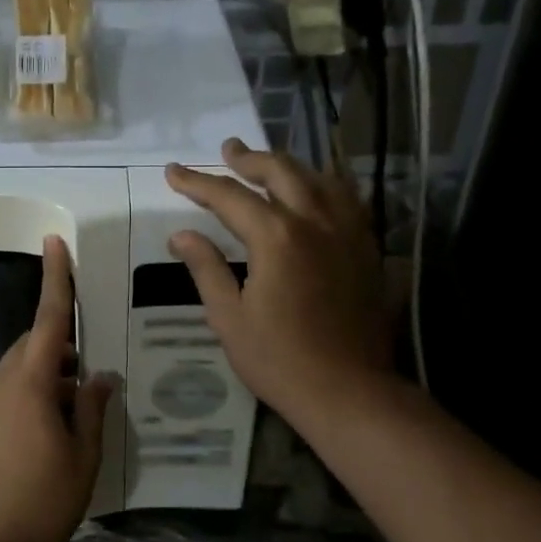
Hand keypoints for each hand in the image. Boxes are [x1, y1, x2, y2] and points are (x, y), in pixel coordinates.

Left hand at [0, 236, 113, 541]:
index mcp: (31, 381)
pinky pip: (15, 388)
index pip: (50, 319)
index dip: (55, 279)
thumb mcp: (84, 453)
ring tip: (84, 396)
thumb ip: (93, 407)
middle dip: (64, 342)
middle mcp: (4, 382)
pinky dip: (40, 389)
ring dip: (53, 370)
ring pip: (25, 367)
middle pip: (36, 343)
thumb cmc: (44, 498)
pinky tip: (62, 419)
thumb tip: (101, 376)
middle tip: (93, 364)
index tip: (54, 243)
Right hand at [166, 139, 397, 426]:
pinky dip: (326, 186)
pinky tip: (317, 192)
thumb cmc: (279, 359)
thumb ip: (207, 268)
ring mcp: (347, 233)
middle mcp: (315, 222)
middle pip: (280, 172)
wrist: (349, 391)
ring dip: (290, 166)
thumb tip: (181, 235)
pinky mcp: (367, 250)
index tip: (173, 172)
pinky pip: (348, 201)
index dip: (197, 182)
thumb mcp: (229, 317)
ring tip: (270, 164)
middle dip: (249, 159)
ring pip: (320, 179)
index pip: (229, 196)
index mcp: (276, 237)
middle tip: (228, 150)